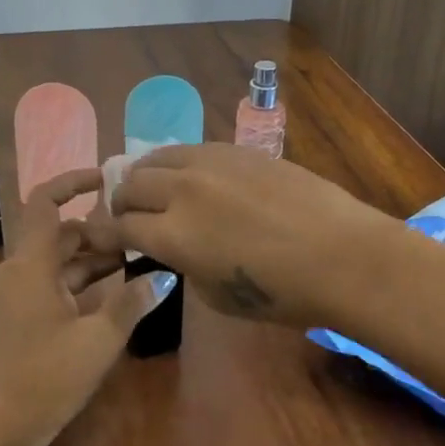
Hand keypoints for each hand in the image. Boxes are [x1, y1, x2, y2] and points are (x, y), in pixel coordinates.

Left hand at [0, 169, 171, 445]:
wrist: (1, 427)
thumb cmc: (49, 378)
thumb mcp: (100, 339)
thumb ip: (132, 302)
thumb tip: (162, 275)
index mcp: (30, 265)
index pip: (45, 202)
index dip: (72, 182)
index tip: (106, 179)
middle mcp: (17, 271)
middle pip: (58, 233)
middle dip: (97, 230)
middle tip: (139, 234)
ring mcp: (14, 294)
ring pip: (56, 260)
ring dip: (91, 257)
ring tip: (135, 260)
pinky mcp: (18, 315)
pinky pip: (50, 282)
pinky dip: (79, 280)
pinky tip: (113, 290)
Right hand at [80, 143, 399, 327]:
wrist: (342, 255)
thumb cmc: (283, 293)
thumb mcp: (218, 296)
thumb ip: (186, 266)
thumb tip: (178, 249)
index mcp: (172, 235)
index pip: (119, 226)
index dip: (105, 234)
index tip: (102, 238)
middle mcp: (181, 191)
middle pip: (130, 184)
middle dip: (120, 202)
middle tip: (128, 215)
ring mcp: (211, 163)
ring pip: (157, 156)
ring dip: (145, 175)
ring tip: (153, 188)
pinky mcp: (238, 149)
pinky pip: (193, 149)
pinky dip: (178, 163)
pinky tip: (191, 176)